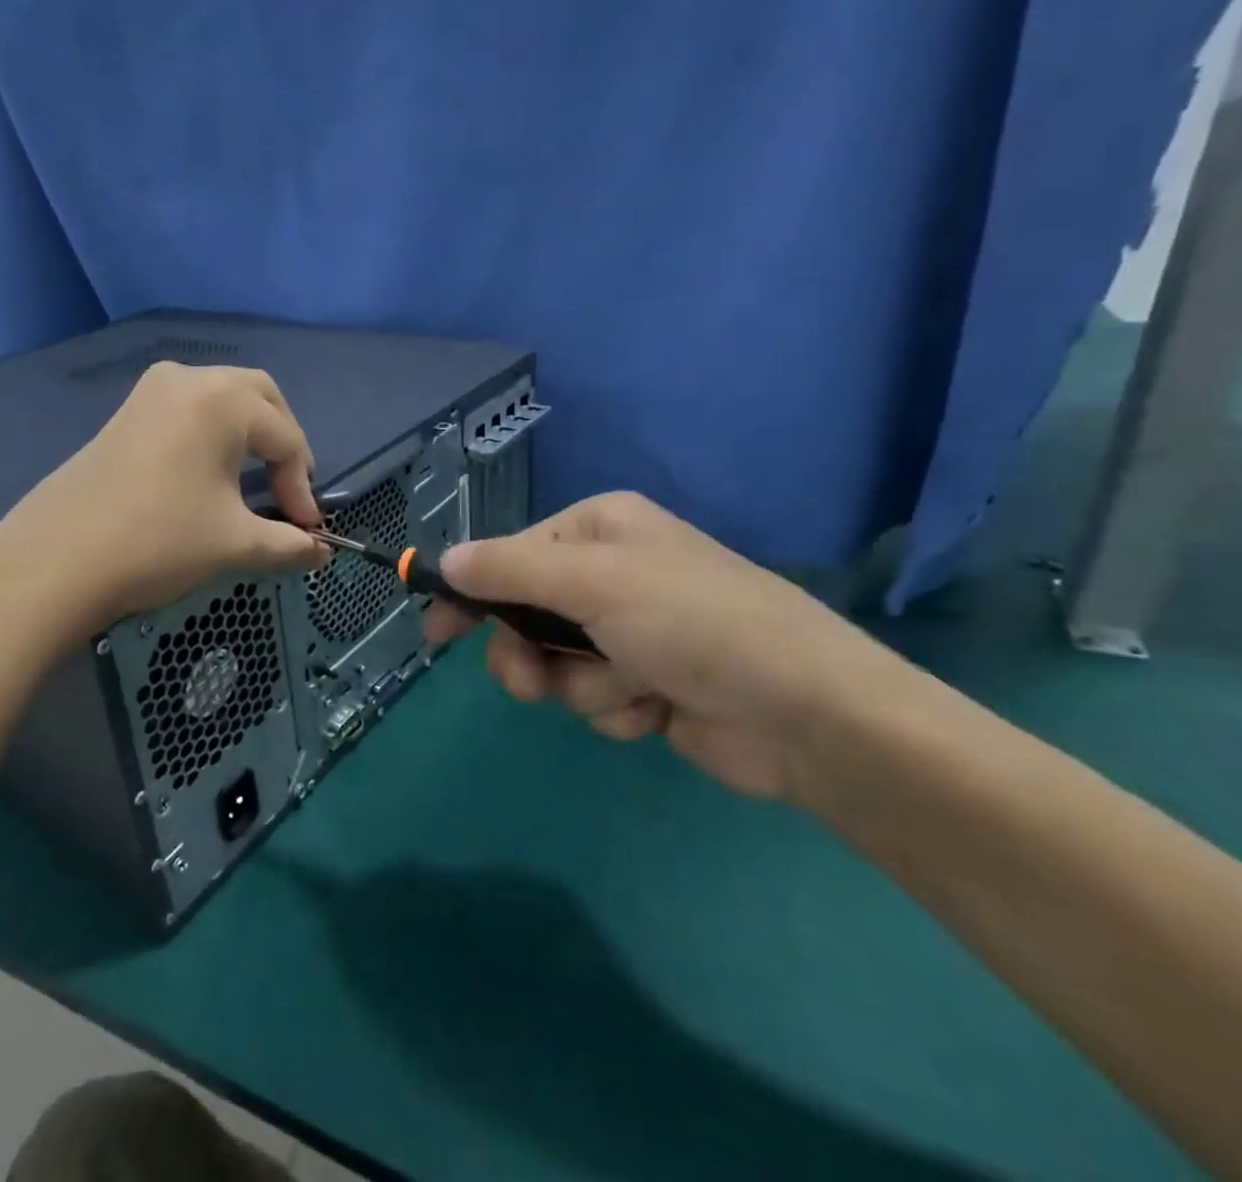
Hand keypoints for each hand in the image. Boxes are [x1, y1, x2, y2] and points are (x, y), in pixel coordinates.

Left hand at [0, 363, 327, 651]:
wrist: (55, 562)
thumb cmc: (158, 541)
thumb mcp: (234, 543)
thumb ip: (289, 544)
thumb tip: (322, 554)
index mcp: (222, 400)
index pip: (286, 438)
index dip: (303, 486)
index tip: (307, 530)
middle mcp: (188, 379)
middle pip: (259, 398)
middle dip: (282, 443)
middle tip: (288, 490)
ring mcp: (150, 392)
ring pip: (221, 399)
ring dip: (248, 435)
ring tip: (254, 482)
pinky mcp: (126, 413)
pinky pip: (187, 410)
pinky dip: (213, 434)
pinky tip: (207, 474)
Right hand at [421, 492, 887, 800]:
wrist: (804, 712)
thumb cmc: (692, 622)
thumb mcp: (592, 582)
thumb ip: (510, 569)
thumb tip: (445, 559)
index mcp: (599, 529)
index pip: (510, 555)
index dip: (472, 592)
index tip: (437, 630)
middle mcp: (611, 573)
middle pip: (527, 614)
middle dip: (529, 653)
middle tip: (532, 682)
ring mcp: (630, 630)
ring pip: (557, 663)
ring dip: (581, 686)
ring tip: (625, 691)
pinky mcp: (647, 683)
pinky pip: (595, 697)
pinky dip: (617, 707)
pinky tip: (657, 708)